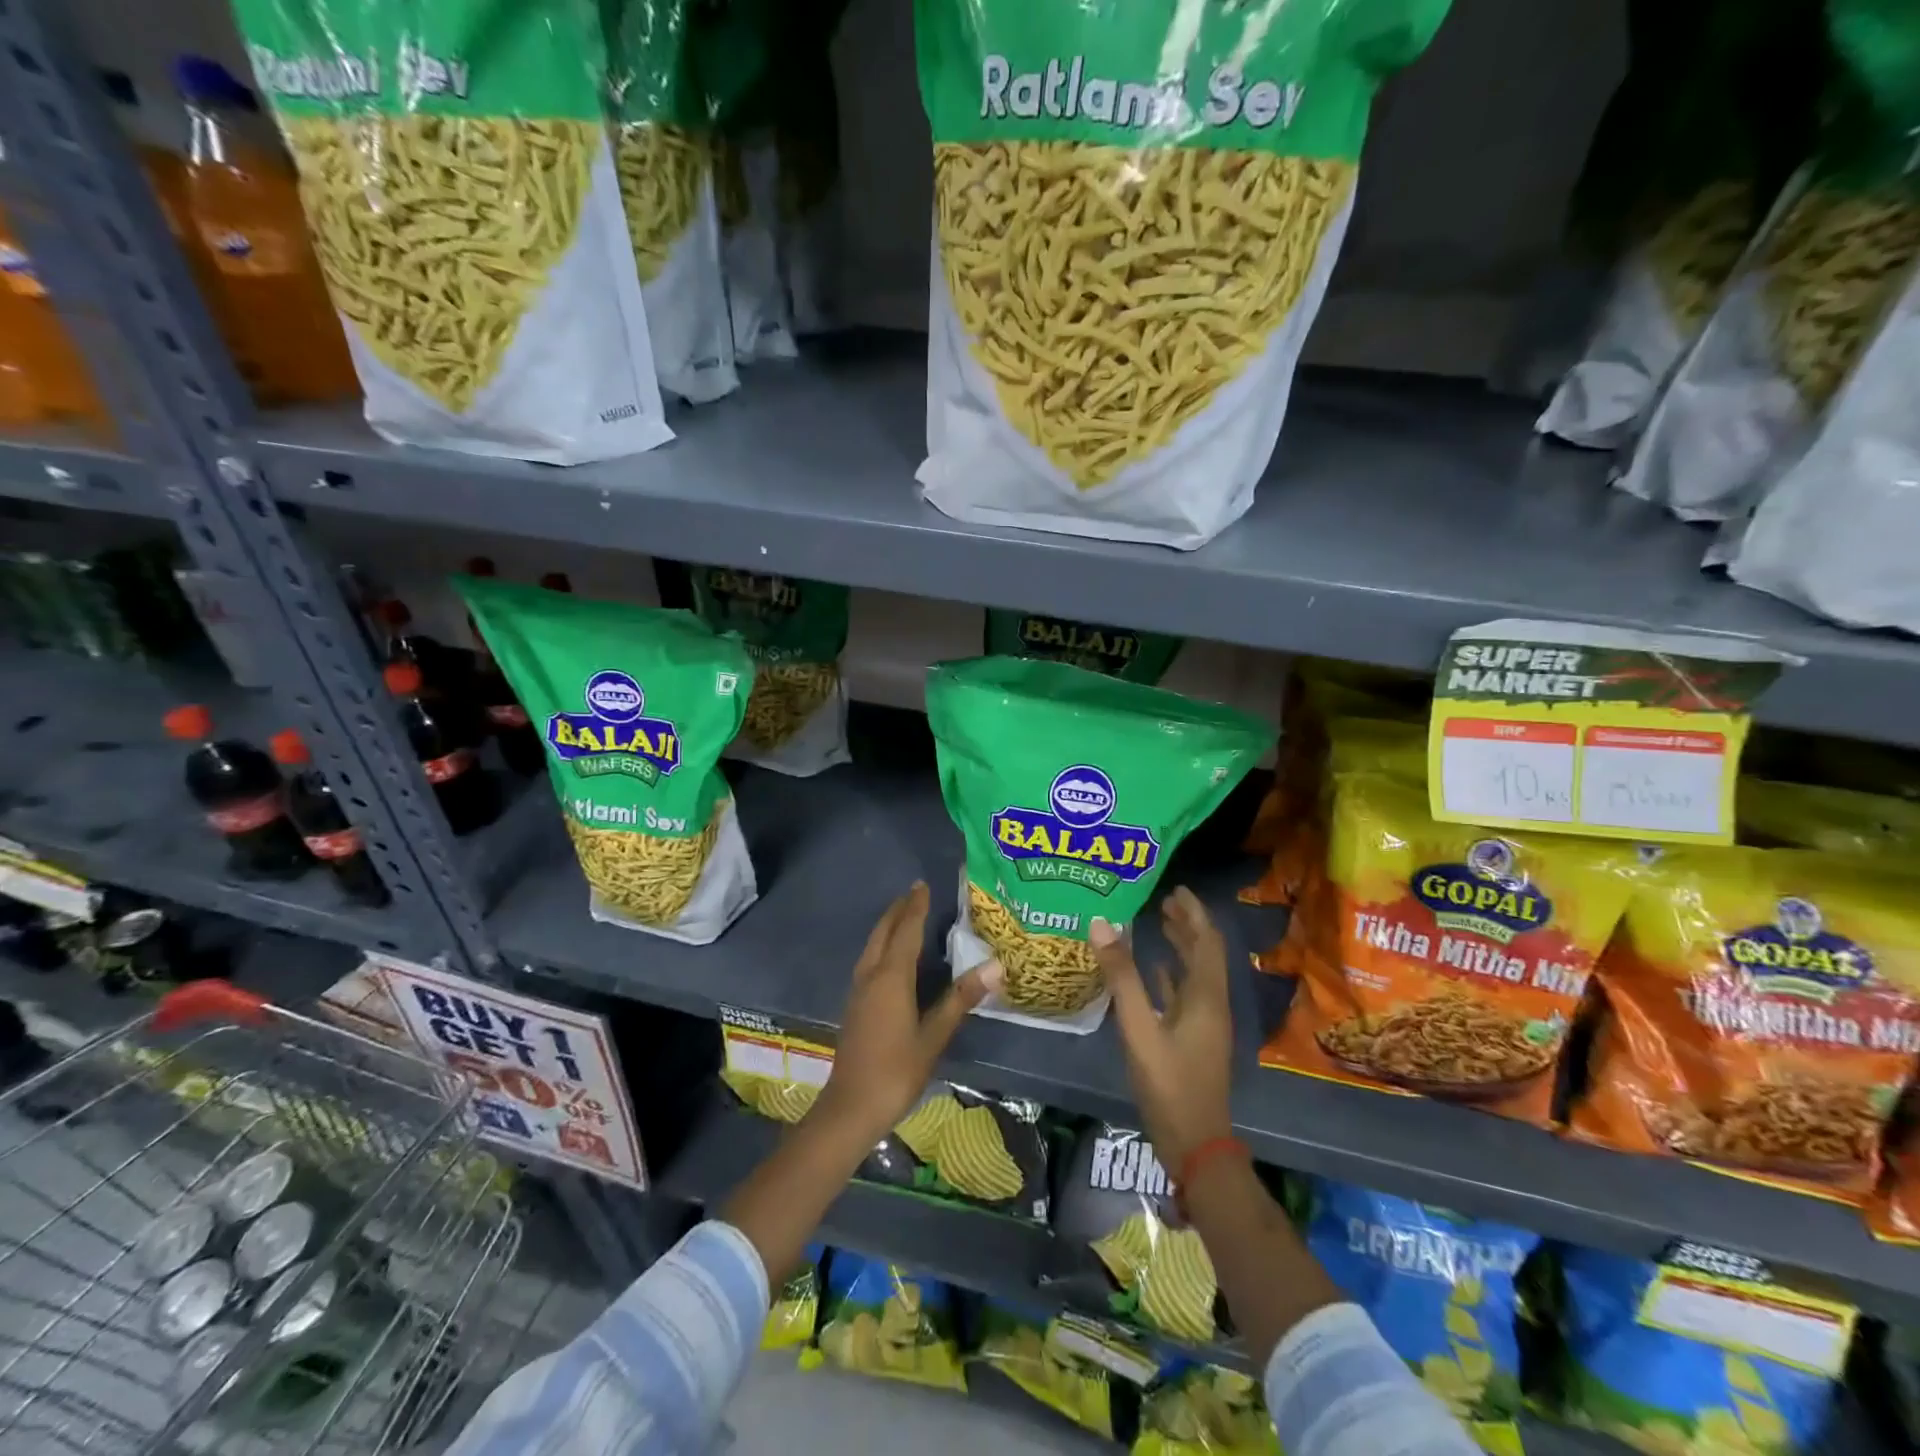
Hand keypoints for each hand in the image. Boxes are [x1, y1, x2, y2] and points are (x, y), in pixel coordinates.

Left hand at [811, 882, 1003, 1143]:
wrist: (850, 1107)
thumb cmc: (896, 1071)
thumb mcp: (934, 1037)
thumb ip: (960, 999)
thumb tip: (995, 966)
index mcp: (891, 977)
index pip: (906, 931)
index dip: (916, 907)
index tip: (923, 885)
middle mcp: (871, 975)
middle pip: (884, 932)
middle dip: (898, 911)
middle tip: (915, 893)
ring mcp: (859, 990)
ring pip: (873, 945)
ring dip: (888, 926)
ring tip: (904, 916)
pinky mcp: (854, 1005)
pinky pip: (869, 960)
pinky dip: (882, 945)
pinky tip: (890, 956)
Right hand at [1091, 887, 1234, 1168]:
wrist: (1195, 1144)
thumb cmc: (1169, 1083)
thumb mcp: (1140, 1027)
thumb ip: (1121, 976)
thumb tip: (1102, 924)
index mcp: (1206, 996)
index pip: (1206, 941)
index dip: (1194, 912)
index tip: (1177, 888)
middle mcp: (1211, 1003)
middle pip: (1204, 953)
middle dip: (1188, 924)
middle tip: (1163, 900)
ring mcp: (1204, 1023)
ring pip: (1196, 973)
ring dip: (1182, 946)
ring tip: (1160, 922)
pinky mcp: (1194, 1039)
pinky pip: (1186, 994)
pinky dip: (1173, 974)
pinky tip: (1156, 969)